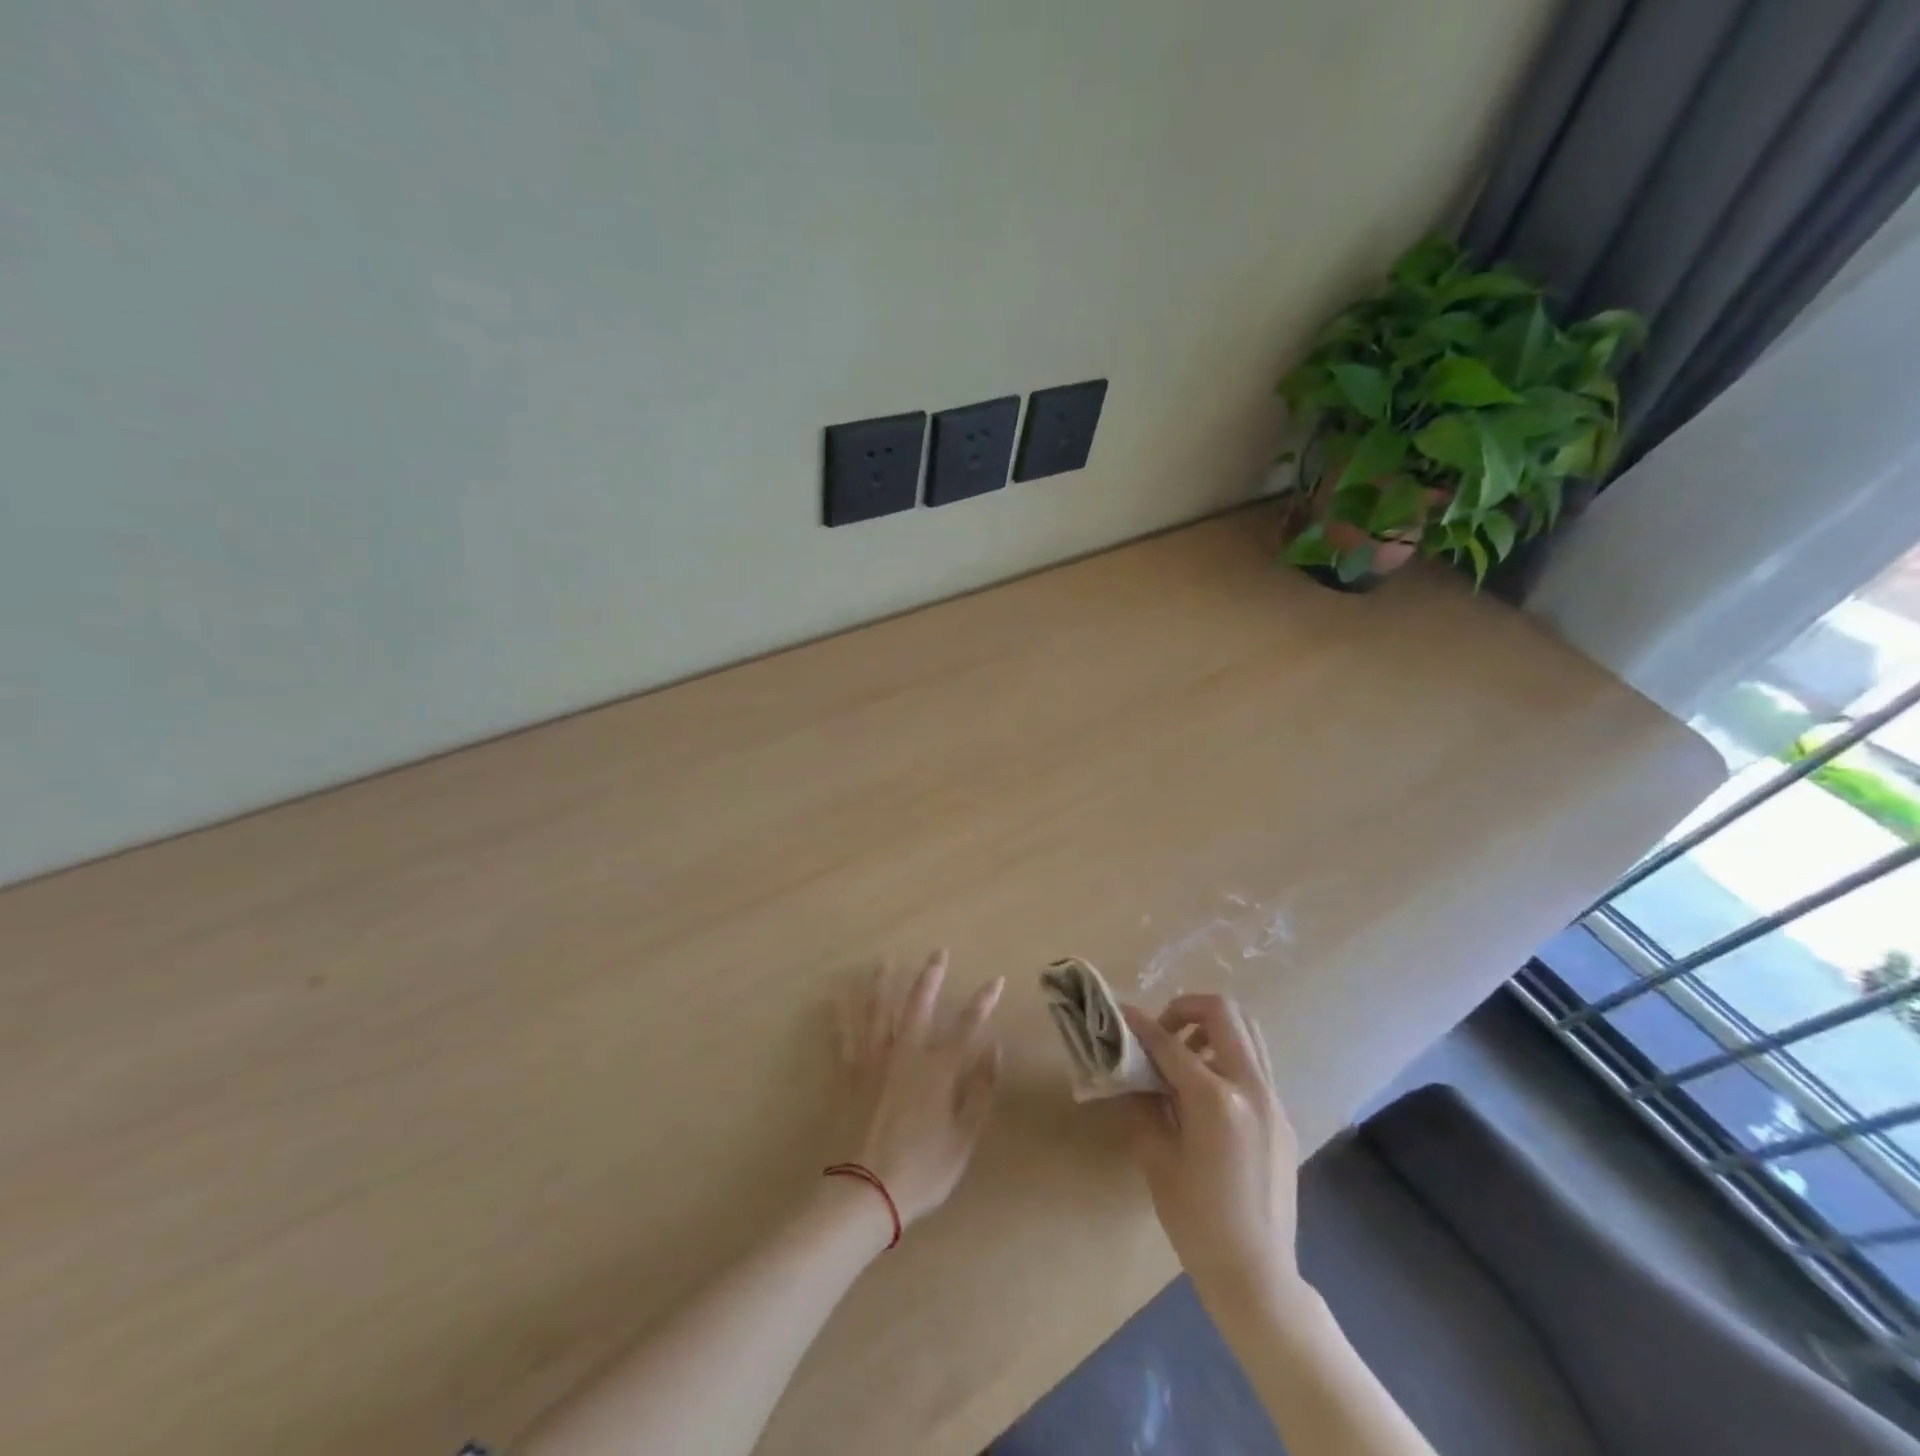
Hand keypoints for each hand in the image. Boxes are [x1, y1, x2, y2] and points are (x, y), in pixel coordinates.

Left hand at [837, 951, 1003, 1227]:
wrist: (865, 1190)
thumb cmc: (922, 1170)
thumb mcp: (964, 1138)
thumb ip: (981, 1091)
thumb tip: (995, 1048)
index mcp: (938, 1069)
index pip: (967, 1025)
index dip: (983, 1000)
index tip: (996, 979)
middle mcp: (906, 1053)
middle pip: (919, 1004)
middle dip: (931, 975)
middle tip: (937, 952)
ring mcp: (874, 1061)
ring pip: (878, 1011)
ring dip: (882, 983)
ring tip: (885, 961)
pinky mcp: (850, 1074)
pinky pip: (845, 1037)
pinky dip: (841, 1017)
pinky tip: (835, 999)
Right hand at [1121, 994, 1300, 1300]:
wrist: (1257, 1275)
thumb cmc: (1196, 1220)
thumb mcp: (1156, 1158)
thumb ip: (1142, 1102)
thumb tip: (1128, 1068)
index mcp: (1216, 1099)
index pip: (1170, 1043)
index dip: (1139, 1024)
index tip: (1119, 1012)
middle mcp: (1251, 1087)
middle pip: (1223, 1013)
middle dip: (1185, 1008)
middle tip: (1161, 1031)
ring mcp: (1273, 1100)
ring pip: (1247, 1031)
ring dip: (1211, 1029)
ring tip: (1183, 1057)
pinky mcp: (1283, 1116)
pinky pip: (1255, 1064)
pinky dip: (1227, 1055)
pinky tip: (1204, 1091)